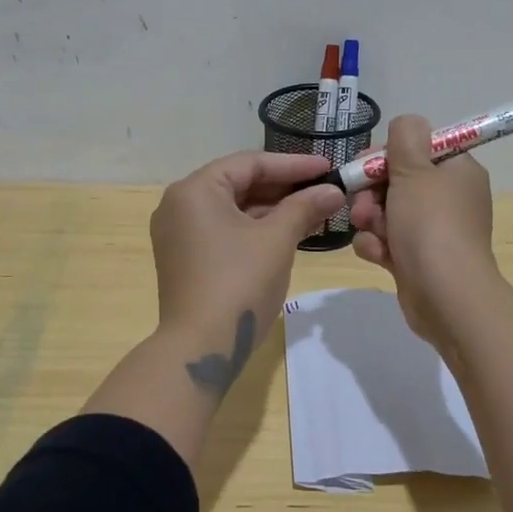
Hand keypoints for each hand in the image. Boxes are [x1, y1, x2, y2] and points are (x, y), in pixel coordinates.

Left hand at [150, 150, 345, 389]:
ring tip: (314, 210)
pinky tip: (288, 232)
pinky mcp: (185, 259)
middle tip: (324, 189)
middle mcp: (179, 205)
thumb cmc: (239, 283)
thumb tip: (334, 191)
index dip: (293, 165)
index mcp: (194, 190)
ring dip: (272, 209)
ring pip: (233, 209)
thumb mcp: (277, 240)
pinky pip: (224, 230)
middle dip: (284, 187)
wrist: (200, 348)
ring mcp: (178, 234)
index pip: (250, 163)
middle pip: (239, 184)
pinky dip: (254, 228)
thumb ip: (305, 208)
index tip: (328, 167)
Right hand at [350, 114, 498, 346]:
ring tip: (370, 230)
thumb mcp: (415, 168)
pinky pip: (387, 241)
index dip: (389, 153)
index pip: (419, 148)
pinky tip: (378, 254)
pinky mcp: (417, 259)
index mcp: (458, 171)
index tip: (368, 163)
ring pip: (387, 211)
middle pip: (398, 180)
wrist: (445, 295)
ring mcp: (433, 231)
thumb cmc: (431, 224)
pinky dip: (378, 245)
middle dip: (372, 191)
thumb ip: (405, 136)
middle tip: (363, 203)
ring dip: (371, 219)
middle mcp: (449, 198)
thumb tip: (408, 123)